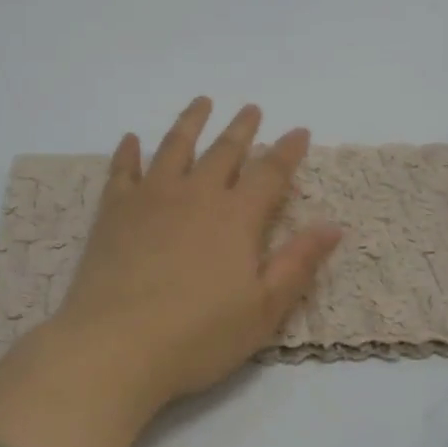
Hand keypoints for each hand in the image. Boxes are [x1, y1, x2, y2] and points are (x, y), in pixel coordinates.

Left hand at [56, 96, 343, 405]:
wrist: (116, 344)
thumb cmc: (198, 335)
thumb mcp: (263, 309)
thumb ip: (298, 262)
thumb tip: (333, 225)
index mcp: (236, 217)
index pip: (269, 173)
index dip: (287, 151)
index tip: (299, 131)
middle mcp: (195, 194)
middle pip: (224, 151)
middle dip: (242, 128)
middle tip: (251, 108)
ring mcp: (151, 197)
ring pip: (174, 147)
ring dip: (191, 122)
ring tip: (201, 102)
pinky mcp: (114, 210)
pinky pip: (122, 170)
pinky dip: (128, 152)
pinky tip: (131, 139)